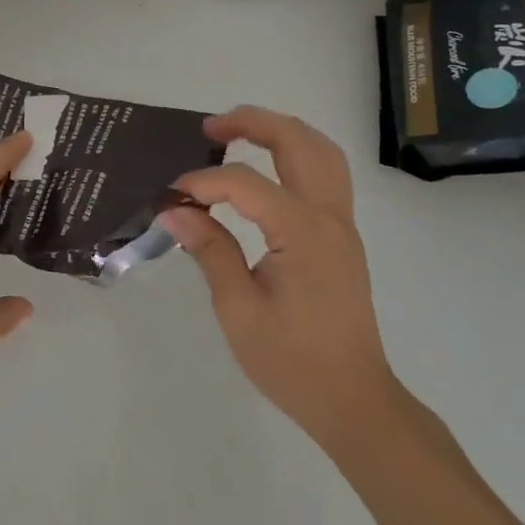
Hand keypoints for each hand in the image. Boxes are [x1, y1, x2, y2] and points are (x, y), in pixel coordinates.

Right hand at [162, 107, 398, 452]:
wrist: (354, 401)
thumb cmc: (292, 361)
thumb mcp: (238, 309)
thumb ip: (210, 250)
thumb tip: (174, 211)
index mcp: (302, 233)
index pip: (245, 183)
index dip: (203, 183)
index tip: (170, 198)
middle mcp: (329, 217)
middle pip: (298, 143)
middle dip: (252, 123)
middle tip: (209, 128)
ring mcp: (341, 225)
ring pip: (321, 151)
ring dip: (281, 131)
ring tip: (238, 133)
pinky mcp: (342, 237)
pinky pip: (326, 173)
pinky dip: (296, 153)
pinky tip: (267, 165)